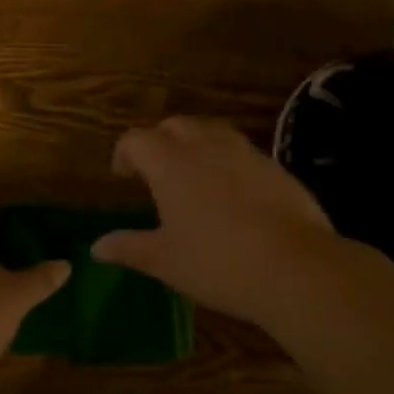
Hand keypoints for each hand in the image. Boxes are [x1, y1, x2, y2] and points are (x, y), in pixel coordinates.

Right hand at [91, 117, 338, 321]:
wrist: (296, 267)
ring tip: (192, 177)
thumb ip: (129, 247)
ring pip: (210, 131)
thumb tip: (97, 246)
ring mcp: (244, 152)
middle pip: (174, 126)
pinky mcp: (274, 166)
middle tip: (155, 172)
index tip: (123, 176)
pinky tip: (231, 193)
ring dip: (194, 145)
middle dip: (159, 141)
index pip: (136, 140)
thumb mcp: (165, 261)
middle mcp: (205, 146)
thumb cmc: (217, 263)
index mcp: (170, 163)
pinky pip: (240, 151)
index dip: (125, 154)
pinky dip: (226, 161)